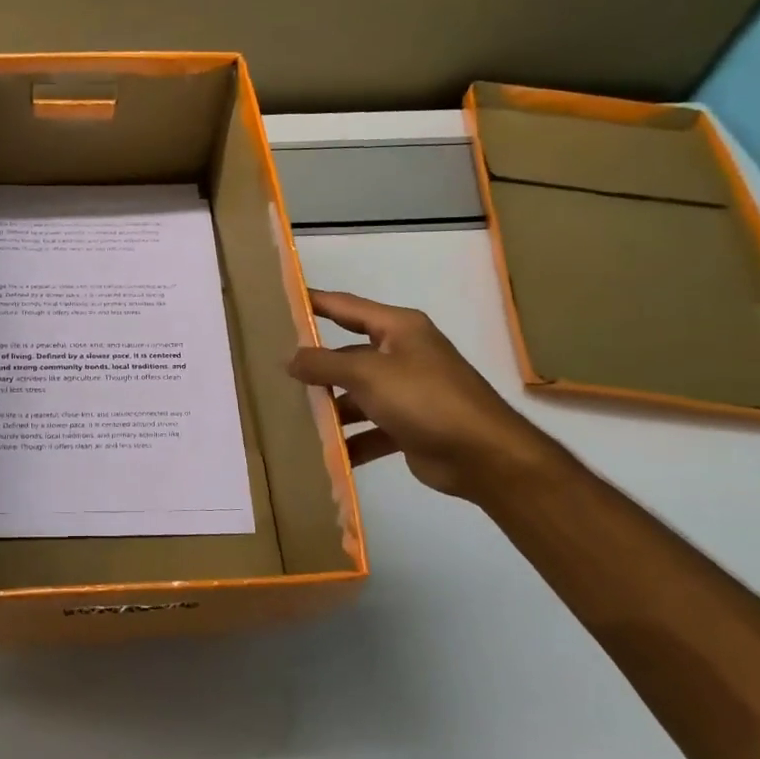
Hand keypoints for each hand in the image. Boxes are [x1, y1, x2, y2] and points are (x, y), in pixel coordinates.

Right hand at [288, 291, 559, 502]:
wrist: (485, 456)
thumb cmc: (425, 399)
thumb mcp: (368, 374)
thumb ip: (324, 363)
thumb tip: (289, 358)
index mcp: (398, 329)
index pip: (346, 306)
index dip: (313, 302)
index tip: (279, 303)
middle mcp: (403, 354)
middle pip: (348, 354)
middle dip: (315, 365)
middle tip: (273, 370)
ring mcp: (407, 391)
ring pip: (356, 394)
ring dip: (331, 407)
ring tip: (291, 416)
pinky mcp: (409, 426)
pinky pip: (370, 428)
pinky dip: (351, 440)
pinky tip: (325, 453)